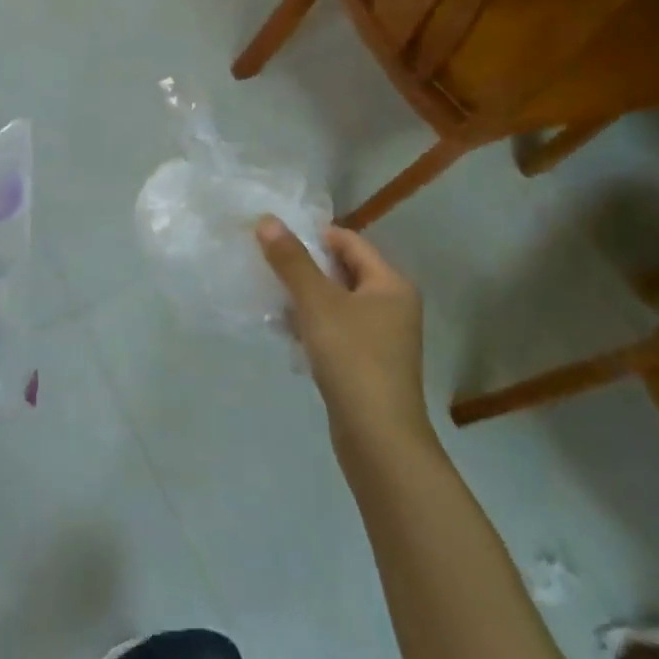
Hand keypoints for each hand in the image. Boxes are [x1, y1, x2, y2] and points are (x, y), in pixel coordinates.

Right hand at [256, 217, 434, 462]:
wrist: (378, 439)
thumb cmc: (353, 358)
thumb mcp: (317, 303)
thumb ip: (291, 260)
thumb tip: (267, 220)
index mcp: (390, 284)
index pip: (349, 242)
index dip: (312, 235)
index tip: (274, 237)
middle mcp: (392, 306)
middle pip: (342, 271)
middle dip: (304, 267)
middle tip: (266, 263)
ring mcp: (382, 338)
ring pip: (336, 303)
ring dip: (304, 298)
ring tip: (269, 296)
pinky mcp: (367, 364)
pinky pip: (336, 331)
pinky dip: (312, 326)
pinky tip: (285, 332)